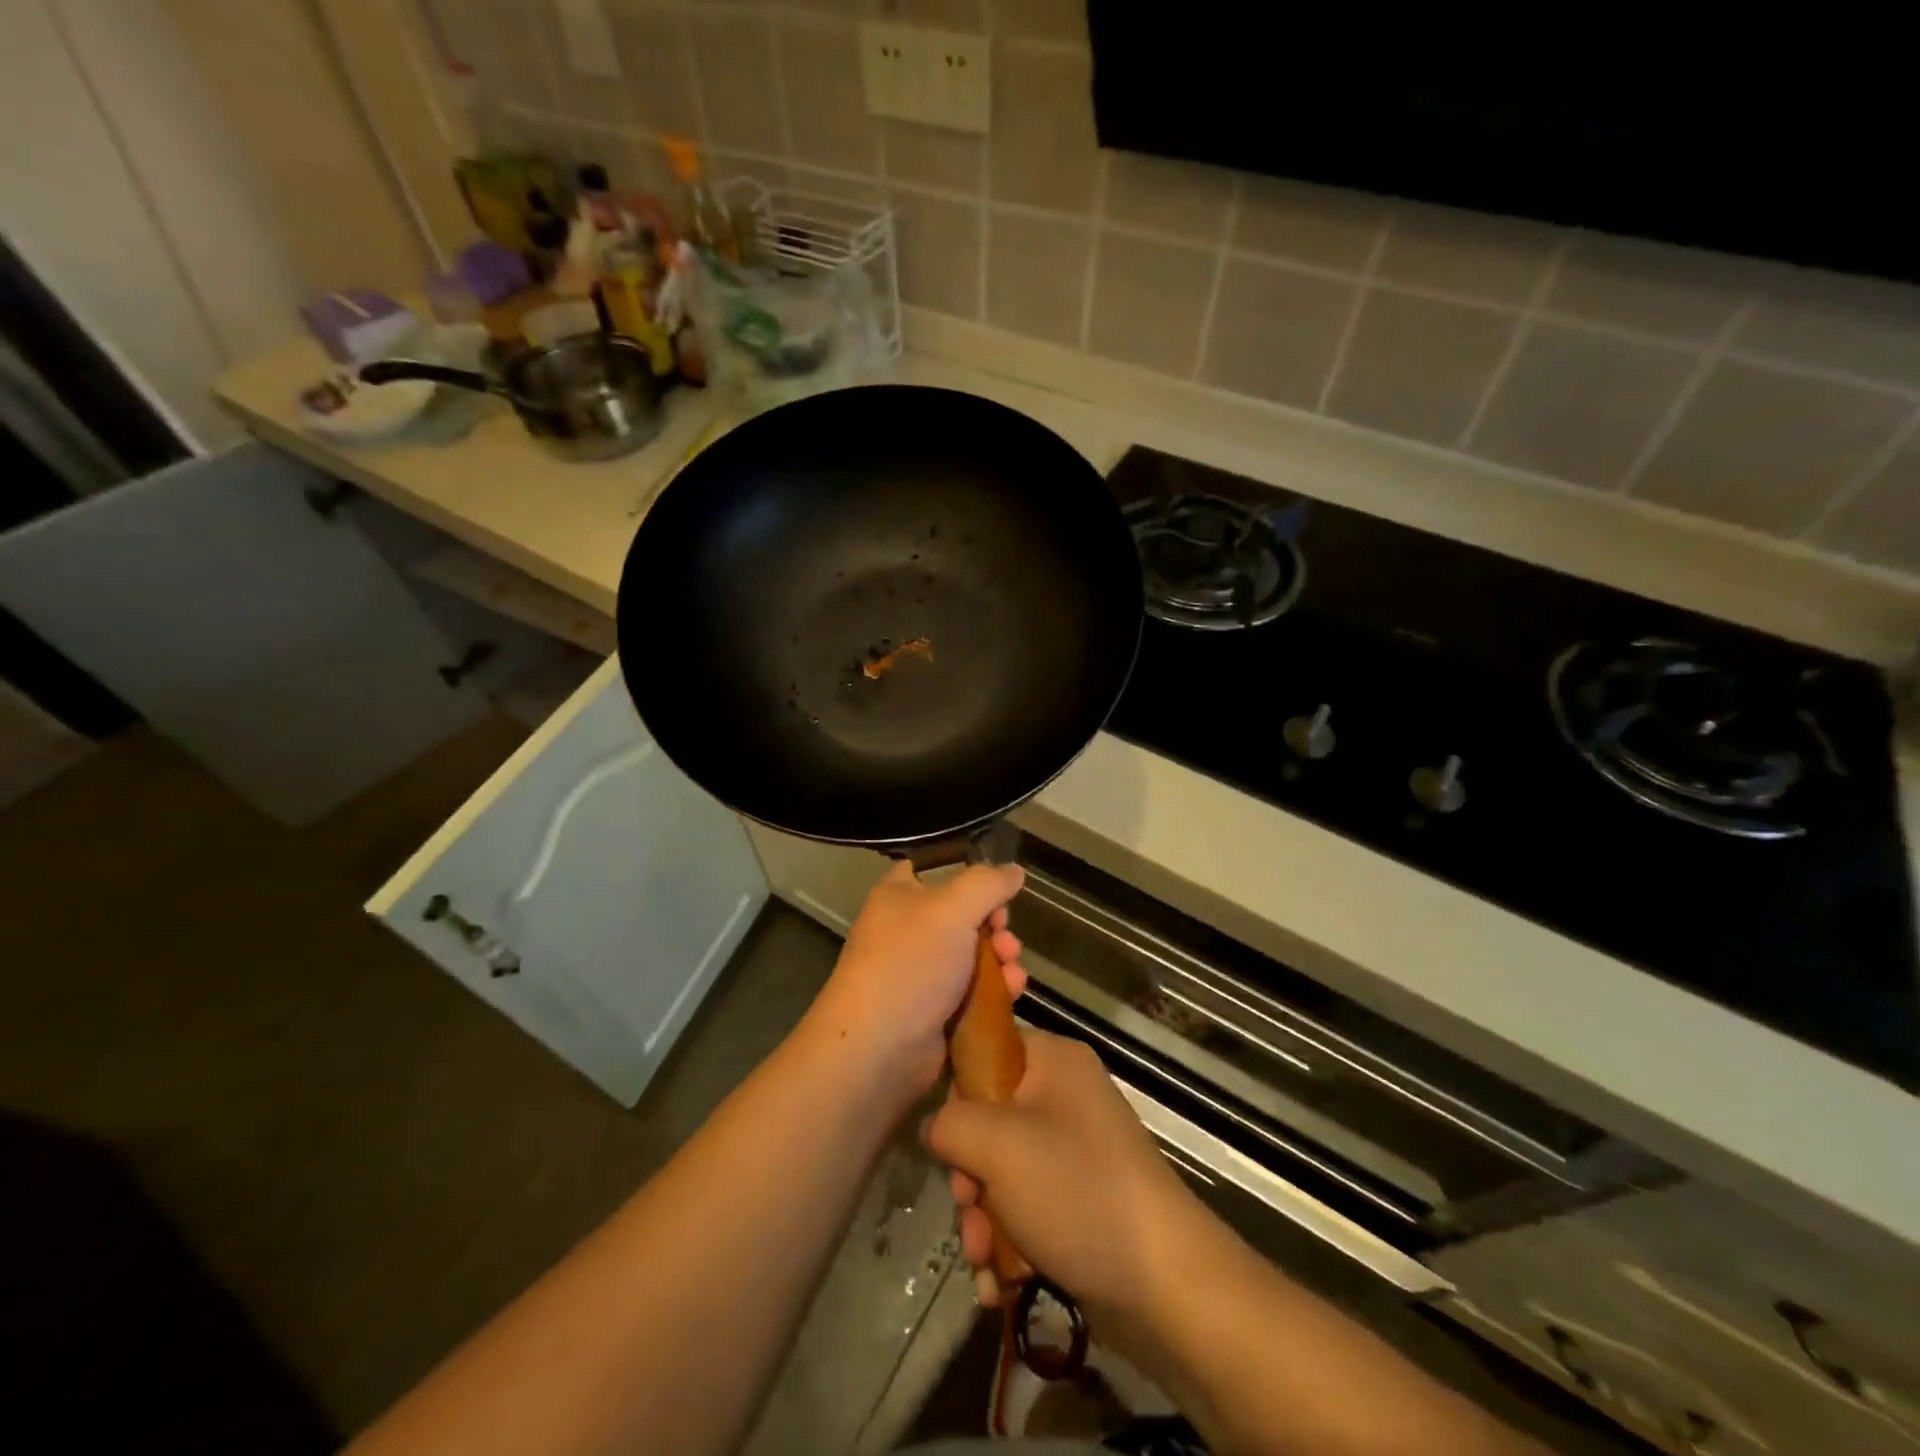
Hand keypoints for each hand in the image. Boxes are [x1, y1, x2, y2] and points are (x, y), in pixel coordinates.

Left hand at [801, 861, 1026, 1106]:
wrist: (879, 1049)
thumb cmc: (910, 963)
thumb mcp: (952, 908)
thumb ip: (988, 883)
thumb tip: (1014, 870)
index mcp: (899, 896)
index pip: (933, 870)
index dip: (968, 876)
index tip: (995, 890)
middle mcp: (908, 930)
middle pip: (964, 915)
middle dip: (996, 925)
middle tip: (1006, 937)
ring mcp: (921, 973)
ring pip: (974, 955)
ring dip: (1002, 959)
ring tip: (1013, 972)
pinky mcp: (936, 1010)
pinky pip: (974, 991)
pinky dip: (996, 990)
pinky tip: (1012, 993)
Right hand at [925, 1028, 1201, 1316]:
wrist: (1165, 1286)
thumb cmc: (1076, 1192)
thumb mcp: (998, 1145)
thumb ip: (950, 1123)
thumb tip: (939, 1129)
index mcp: (1053, 1061)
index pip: (986, 1049)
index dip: (958, 1089)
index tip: (949, 1135)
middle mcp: (1063, 1097)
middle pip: (987, 1119)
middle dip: (969, 1175)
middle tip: (968, 1207)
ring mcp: (1073, 1151)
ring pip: (1000, 1171)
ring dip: (982, 1218)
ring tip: (985, 1259)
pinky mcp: (1077, 1200)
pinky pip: (1024, 1206)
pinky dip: (1006, 1241)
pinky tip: (999, 1281)